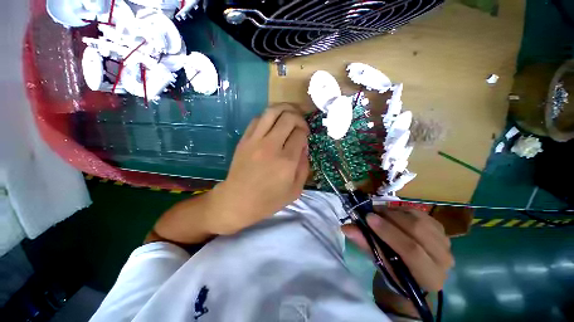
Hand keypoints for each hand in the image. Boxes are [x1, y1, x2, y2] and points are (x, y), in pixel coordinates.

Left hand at [207, 104, 309, 234]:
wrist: (237, 201)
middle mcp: (271, 146)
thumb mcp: (295, 190)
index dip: (305, 132)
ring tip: (291, 113)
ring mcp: (255, 140)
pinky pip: (258, 118)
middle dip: (299, 117)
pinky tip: (274, 121)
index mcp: (286, 161)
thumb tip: (304, 146)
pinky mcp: (244, 139)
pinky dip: (269, 115)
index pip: (300, 133)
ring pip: (272, 111)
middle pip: (289, 117)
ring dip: (285, 108)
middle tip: (301, 125)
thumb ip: (304, 167)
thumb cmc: (268, 200)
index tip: (305, 137)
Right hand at [342, 208, 453, 291]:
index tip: (368, 217)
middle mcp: (443, 260)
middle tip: (372, 212)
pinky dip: (404, 210)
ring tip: (380, 213)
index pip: (411, 250)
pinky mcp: (441, 230)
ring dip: (396, 213)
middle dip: (391, 218)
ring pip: (420, 220)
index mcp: (429, 276)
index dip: (388, 231)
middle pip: (418, 231)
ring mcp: (446, 243)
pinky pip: (422, 214)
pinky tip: (393, 214)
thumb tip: (346, 227)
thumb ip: (365, 243)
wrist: (413, 273)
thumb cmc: (395, 272)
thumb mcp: (379, 262)